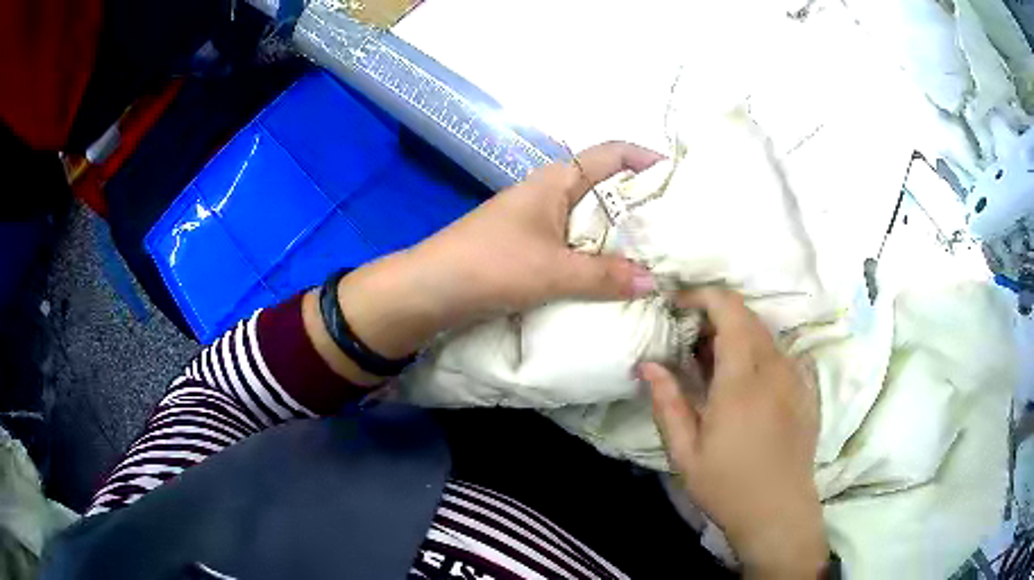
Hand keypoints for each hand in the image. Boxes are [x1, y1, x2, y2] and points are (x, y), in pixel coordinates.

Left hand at [411, 140, 661, 315]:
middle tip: (681, 226)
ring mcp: (541, 223)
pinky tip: (620, 277)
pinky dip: (600, 258)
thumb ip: (604, 276)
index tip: (679, 175)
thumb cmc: (490, 264)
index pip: (610, 154)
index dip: (645, 158)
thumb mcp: (552, 270)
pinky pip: (577, 247)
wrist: (430, 290)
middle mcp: (552, 194)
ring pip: (593, 221)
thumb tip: (654, 281)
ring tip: (661, 255)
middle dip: (642, 203)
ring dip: (622, 236)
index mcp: (557, 180)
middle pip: (607, 189)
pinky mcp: (532, 249)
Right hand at [640, 288, 826, 577]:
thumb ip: (667, 403)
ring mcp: (796, 377)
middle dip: (716, 314)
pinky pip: (783, 354)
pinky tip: (748, 381)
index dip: (703, 296)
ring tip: (715, 364)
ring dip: (738, 334)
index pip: (729, 309)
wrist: (779, 512)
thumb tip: (648, 363)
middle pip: (748, 316)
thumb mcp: (685, 452)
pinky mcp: (807, 390)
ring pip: (765, 334)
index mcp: (742, 379)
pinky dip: (760, 352)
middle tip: (689, 342)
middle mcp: (774, 367)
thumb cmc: (727, 486)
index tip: (678, 306)